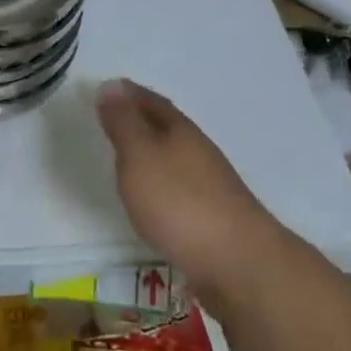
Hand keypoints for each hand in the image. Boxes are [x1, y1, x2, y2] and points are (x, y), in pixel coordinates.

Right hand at [96, 79, 285, 301]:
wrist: (241, 265)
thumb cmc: (180, 203)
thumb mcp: (140, 156)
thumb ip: (123, 123)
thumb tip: (110, 85)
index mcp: (180, 131)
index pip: (152, 101)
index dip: (129, 93)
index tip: (109, 87)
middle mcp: (198, 151)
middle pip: (168, 126)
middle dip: (143, 118)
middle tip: (115, 117)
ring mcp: (211, 186)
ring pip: (176, 157)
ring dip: (154, 152)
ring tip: (129, 157)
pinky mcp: (214, 218)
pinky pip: (180, 187)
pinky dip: (163, 183)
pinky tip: (153, 199)